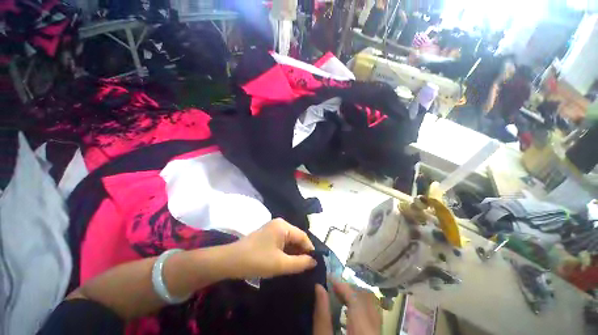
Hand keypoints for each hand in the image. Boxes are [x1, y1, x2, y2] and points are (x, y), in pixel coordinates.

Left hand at [228, 218, 316, 278]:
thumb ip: (300, 263)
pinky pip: (281, 241)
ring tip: (298, 266)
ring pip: (289, 239)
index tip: (314, 263)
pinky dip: (285, 250)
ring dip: (293, 252)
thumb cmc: (257, 261)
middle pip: (296, 237)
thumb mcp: (281, 264)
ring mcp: (272, 228)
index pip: (303, 236)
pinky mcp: (267, 234)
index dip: (310, 250)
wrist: (230, 261)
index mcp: (284, 226)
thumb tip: (314, 261)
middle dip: (301, 251)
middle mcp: (279, 223)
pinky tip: (286, 261)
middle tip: (306, 267)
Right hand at [313, 279, 381, 334]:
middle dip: (350, 289)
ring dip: (355, 296)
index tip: (329, 278)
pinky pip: (372, 316)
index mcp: (362, 332)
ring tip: (339, 295)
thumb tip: (319, 287)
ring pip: (372, 307)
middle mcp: (376, 331)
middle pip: (368, 300)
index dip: (343, 285)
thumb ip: (321, 315)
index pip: (356, 299)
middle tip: (333, 286)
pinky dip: (360, 307)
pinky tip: (348, 309)